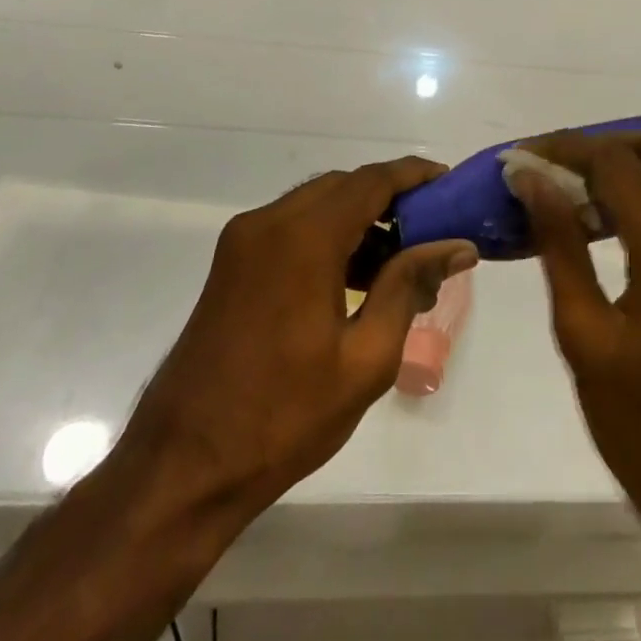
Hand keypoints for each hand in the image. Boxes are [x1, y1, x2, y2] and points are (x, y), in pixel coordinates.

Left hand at [111, 158, 478, 524]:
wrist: (184, 465)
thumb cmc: (285, 415)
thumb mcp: (366, 357)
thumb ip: (410, 286)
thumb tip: (457, 246)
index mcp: (303, 238)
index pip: (371, 182)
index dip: (414, 175)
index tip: (450, 183)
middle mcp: (269, 223)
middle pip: (343, 186)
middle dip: (390, 199)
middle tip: (432, 231)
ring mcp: (244, 241)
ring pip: (316, 204)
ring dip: (359, 218)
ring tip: (401, 264)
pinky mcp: (232, 263)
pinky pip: (292, 227)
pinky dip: (328, 236)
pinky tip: (355, 279)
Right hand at [506, 133, 640, 597]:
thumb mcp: (585, 336)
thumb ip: (560, 245)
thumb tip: (531, 180)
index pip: (616, 162)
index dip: (564, 149)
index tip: (523, 158)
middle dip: (604, 146)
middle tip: (555, 170)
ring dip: (635, 169)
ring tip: (580, 198)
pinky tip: (623, 234)